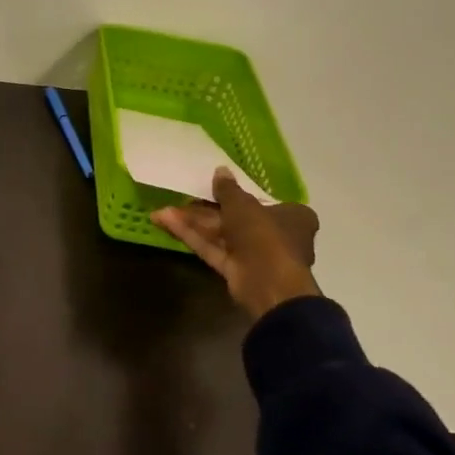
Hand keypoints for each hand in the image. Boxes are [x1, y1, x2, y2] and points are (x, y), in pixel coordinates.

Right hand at [150, 167, 321, 319]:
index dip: (236, 194)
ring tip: (162, 210)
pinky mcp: (235, 270)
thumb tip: (220, 170)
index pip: (262, 200)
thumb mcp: (243, 205)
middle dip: (204, 209)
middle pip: (235, 218)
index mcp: (291, 216)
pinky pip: (213, 248)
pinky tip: (167, 223)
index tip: (212, 187)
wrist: (268, 285)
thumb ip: (228, 189)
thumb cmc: (266, 236)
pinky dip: (193, 236)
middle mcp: (275, 235)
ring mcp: (254, 254)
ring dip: (193, 222)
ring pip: (220, 234)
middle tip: (181, 198)